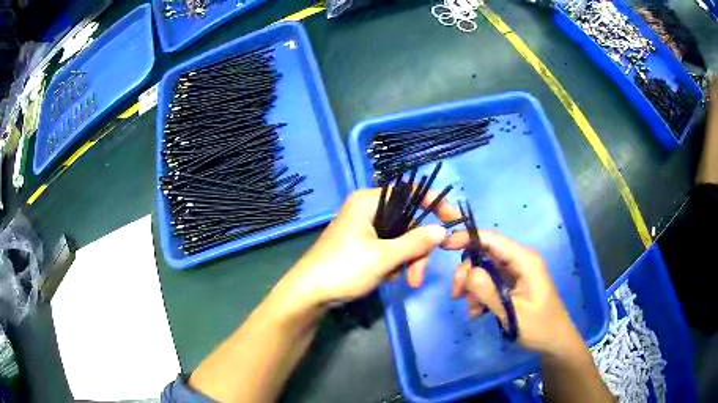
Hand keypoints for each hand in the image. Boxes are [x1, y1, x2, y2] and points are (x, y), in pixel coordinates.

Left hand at [280, 188, 458, 308]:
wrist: (309, 294)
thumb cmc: (343, 269)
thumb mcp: (383, 257)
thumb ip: (415, 243)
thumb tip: (442, 231)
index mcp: (368, 202)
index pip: (409, 191)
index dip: (434, 203)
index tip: (453, 219)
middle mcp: (367, 210)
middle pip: (407, 221)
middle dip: (417, 249)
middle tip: (418, 274)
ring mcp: (364, 229)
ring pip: (400, 239)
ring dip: (407, 261)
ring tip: (404, 281)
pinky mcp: (362, 245)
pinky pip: (389, 249)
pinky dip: (394, 264)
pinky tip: (386, 278)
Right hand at [443, 230, 579, 356]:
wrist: (555, 341)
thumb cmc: (539, 326)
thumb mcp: (511, 312)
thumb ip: (488, 291)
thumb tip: (467, 272)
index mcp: (524, 260)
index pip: (492, 239)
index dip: (467, 238)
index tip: (443, 246)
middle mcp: (520, 260)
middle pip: (484, 254)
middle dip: (468, 274)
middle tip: (457, 296)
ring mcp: (516, 272)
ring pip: (484, 269)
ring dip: (473, 288)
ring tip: (473, 311)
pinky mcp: (513, 283)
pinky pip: (490, 282)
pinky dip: (480, 294)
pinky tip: (479, 312)